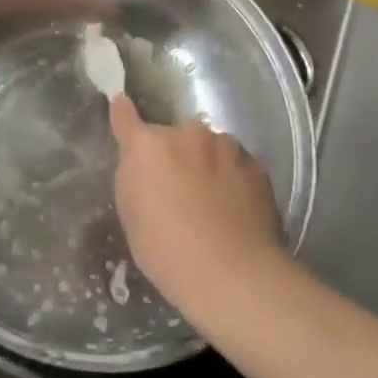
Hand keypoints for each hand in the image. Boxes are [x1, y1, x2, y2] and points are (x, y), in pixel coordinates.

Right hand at [110, 95, 283, 319]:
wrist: (231, 273)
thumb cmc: (166, 251)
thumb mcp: (132, 215)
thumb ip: (135, 178)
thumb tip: (144, 165)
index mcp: (148, 146)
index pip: (126, 117)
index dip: (123, 113)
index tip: (122, 104)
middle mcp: (187, 134)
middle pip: (175, 136)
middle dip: (175, 154)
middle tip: (178, 188)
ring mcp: (225, 147)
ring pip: (210, 147)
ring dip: (206, 163)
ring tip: (212, 202)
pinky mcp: (256, 166)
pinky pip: (237, 166)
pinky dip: (233, 179)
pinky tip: (235, 210)